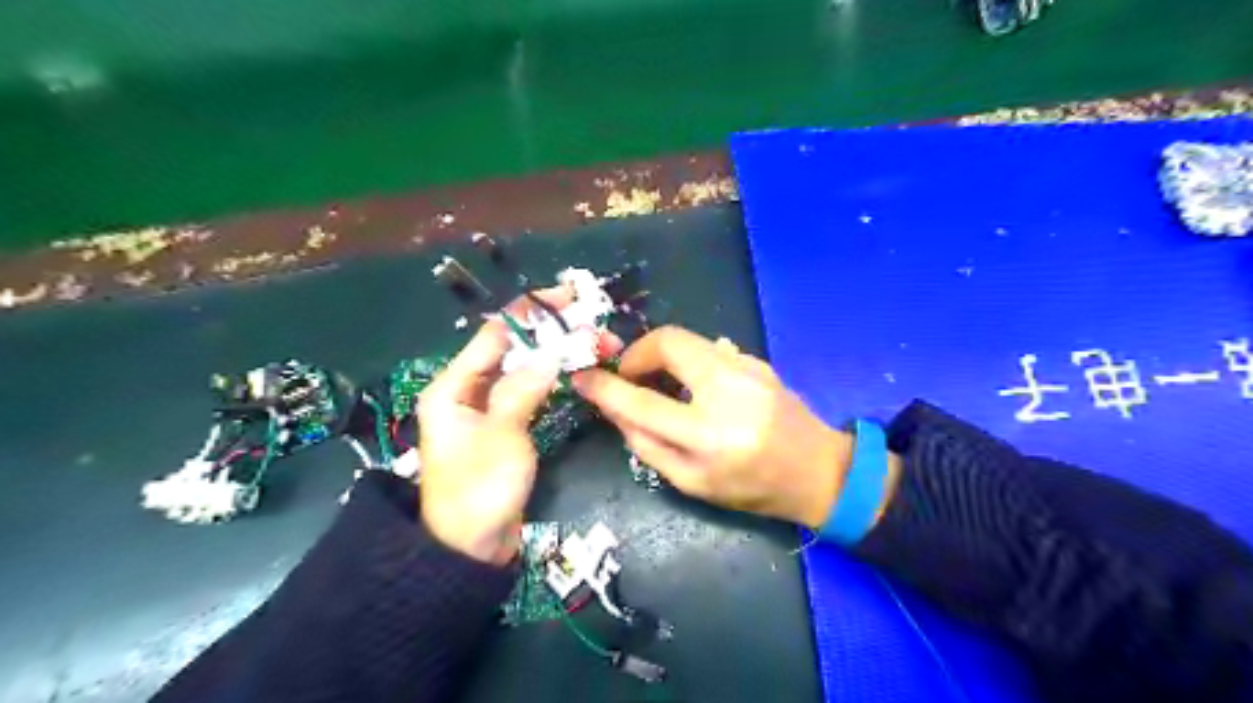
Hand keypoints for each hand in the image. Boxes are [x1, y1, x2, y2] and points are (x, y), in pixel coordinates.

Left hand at [419, 292, 570, 566]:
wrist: (470, 548)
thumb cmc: (479, 490)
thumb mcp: (501, 436)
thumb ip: (522, 390)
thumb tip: (550, 354)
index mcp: (453, 387)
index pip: (494, 334)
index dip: (530, 312)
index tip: (567, 298)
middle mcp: (466, 390)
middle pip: (510, 349)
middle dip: (549, 334)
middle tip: (590, 323)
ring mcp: (486, 408)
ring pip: (522, 369)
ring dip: (554, 355)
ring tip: (593, 344)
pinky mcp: (503, 425)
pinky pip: (527, 391)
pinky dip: (550, 379)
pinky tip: (574, 371)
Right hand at [574, 328, 872, 530]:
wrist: (818, 471)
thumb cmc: (752, 488)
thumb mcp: (692, 483)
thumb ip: (647, 445)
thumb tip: (615, 408)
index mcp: (709, 436)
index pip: (641, 401)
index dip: (605, 387)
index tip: (582, 377)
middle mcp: (729, 391)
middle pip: (666, 342)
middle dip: (637, 354)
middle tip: (630, 377)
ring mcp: (748, 368)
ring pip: (687, 340)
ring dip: (662, 357)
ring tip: (661, 384)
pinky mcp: (757, 360)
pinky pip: (709, 349)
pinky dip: (690, 362)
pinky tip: (697, 387)